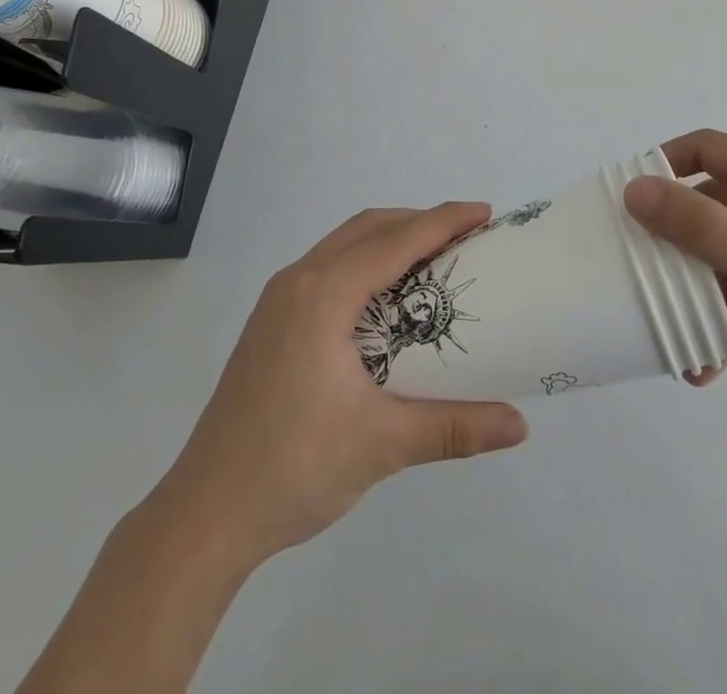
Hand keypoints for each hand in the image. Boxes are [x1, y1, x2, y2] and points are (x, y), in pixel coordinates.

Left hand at [158, 203, 528, 563]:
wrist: (205, 512)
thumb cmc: (294, 467)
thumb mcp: (382, 444)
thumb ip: (454, 427)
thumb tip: (521, 426)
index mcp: (323, 294)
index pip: (396, 240)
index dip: (444, 221)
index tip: (485, 213)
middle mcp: (298, 280)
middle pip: (368, 228)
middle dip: (419, 222)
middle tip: (466, 238)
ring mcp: (278, 299)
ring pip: (344, 243)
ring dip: (390, 239)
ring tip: (433, 260)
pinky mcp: (271, 321)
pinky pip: (328, 265)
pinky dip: (365, 261)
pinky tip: (384, 298)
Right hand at [625, 130, 726, 419]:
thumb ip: (697, 226)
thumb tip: (634, 188)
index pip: (704, 148)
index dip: (662, 164)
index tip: (627, 199)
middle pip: (711, 203)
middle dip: (673, 239)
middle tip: (638, 268)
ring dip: (699, 289)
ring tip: (670, 330)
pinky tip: (709, 363)